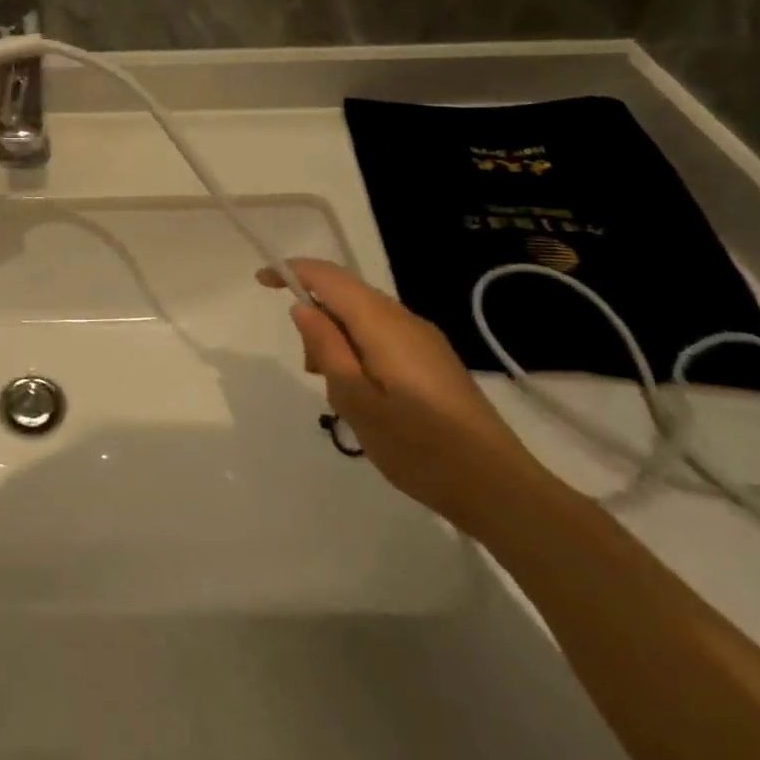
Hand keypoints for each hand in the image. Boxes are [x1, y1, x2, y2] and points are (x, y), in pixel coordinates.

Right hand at [258, 259, 552, 531]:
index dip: (293, 271)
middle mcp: (405, 320)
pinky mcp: (434, 360)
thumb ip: (326, 348)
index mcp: (382, 325)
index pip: (330, 277)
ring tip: (338, 393)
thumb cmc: (418, 447)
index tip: (261, 281)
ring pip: (364, 317)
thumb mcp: (356, 400)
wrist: (498, 487)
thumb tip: (303, 307)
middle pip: (347, 294)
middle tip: (310, 370)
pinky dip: (359, 349)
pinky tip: (365, 394)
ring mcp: (425, 339)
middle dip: (316, 317)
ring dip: (338, 338)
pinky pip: (383, 335)